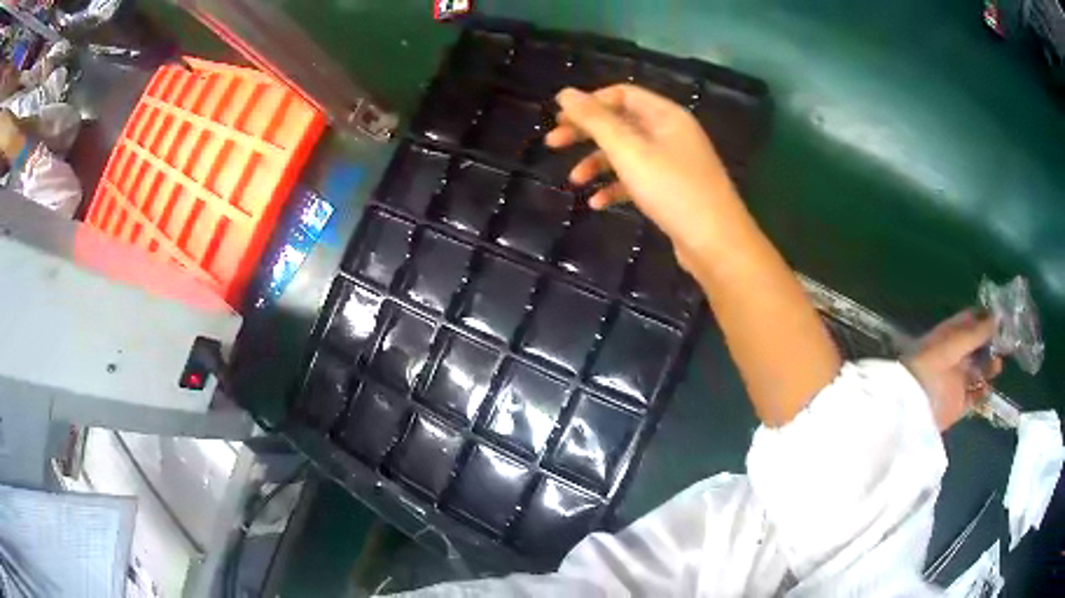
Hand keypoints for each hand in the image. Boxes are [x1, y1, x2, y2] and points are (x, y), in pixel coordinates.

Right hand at [546, 85, 740, 261]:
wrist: (716, 243)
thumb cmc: (672, 190)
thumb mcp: (629, 150)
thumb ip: (595, 120)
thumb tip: (565, 93)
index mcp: (665, 115)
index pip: (622, 94)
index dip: (589, 103)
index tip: (560, 119)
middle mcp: (671, 133)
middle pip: (621, 122)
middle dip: (586, 132)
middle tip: (553, 143)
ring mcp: (673, 163)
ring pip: (627, 153)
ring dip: (598, 163)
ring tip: (574, 182)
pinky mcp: (672, 190)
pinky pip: (638, 180)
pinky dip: (616, 187)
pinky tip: (598, 203)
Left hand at [904, 310, 1002, 430]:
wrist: (912, 404)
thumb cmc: (931, 364)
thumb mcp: (955, 342)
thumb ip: (977, 332)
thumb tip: (998, 317)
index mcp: (949, 336)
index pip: (970, 322)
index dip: (985, 318)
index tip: (1002, 316)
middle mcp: (955, 356)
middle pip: (978, 346)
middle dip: (991, 343)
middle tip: (1007, 342)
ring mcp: (957, 381)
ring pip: (980, 370)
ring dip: (990, 367)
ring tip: (997, 365)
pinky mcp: (957, 405)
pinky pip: (975, 397)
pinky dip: (983, 392)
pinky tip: (988, 388)